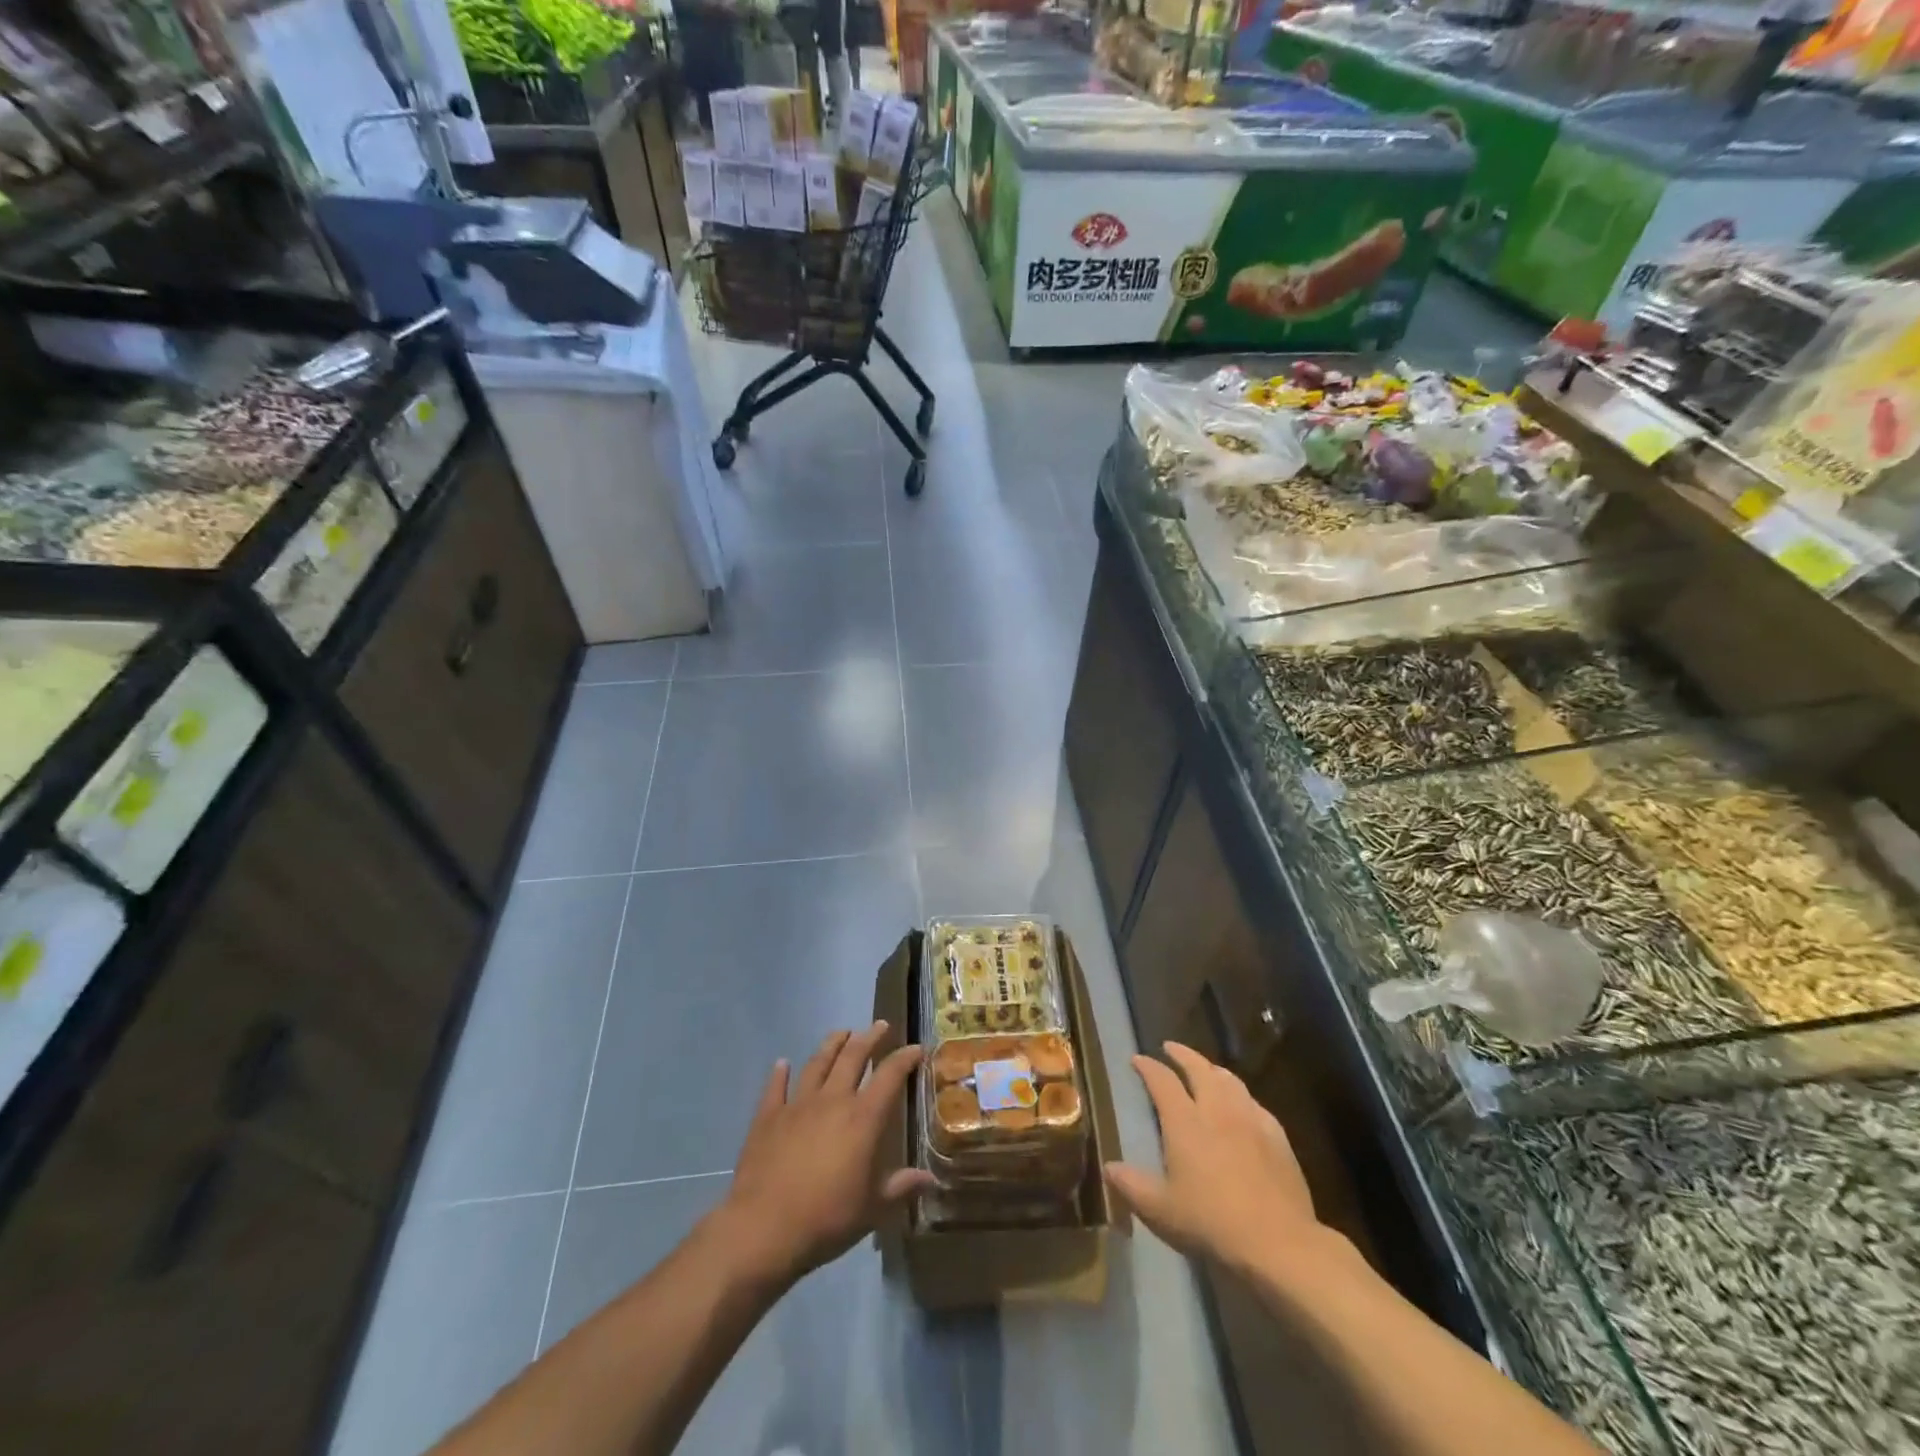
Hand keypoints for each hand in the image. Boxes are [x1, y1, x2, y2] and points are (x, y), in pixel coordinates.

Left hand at [711, 1022, 932, 1287]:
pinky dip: (780, 1074)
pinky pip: (775, 1088)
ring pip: (818, 1063)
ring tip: (841, 1033)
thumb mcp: (873, 1209)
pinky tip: (782, 1064)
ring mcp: (797, 1105)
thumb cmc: (827, 1219)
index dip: (905, 1059)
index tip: (916, 1048)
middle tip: (879, 1026)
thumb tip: (929, 1179)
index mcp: (863, 1119)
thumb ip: (901, 1187)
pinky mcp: (768, 1117)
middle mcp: (832, 1101)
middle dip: (869, 1038)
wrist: (764, 1228)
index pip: (889, 1076)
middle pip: (853, 1057)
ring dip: (832, 1045)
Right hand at [1105, 1042, 1325, 1275]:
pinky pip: (1255, 1104)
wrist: (1278, 1243)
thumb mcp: (1160, 1211)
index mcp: (1185, 1122)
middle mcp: (1217, 1110)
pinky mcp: (1277, 1138)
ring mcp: (1250, 1120)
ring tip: (1206, 1069)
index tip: (1138, 1060)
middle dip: (1182, 1054)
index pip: (1162, 1081)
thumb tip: (1109, 1167)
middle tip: (1170, 1047)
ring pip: (1230, 1081)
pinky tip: (1243, 1105)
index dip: (1148, 1067)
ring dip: (1213, 1069)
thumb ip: (1132, 1185)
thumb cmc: (1211, 1223)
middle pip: (1199, 1068)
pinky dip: (1241, 1096)